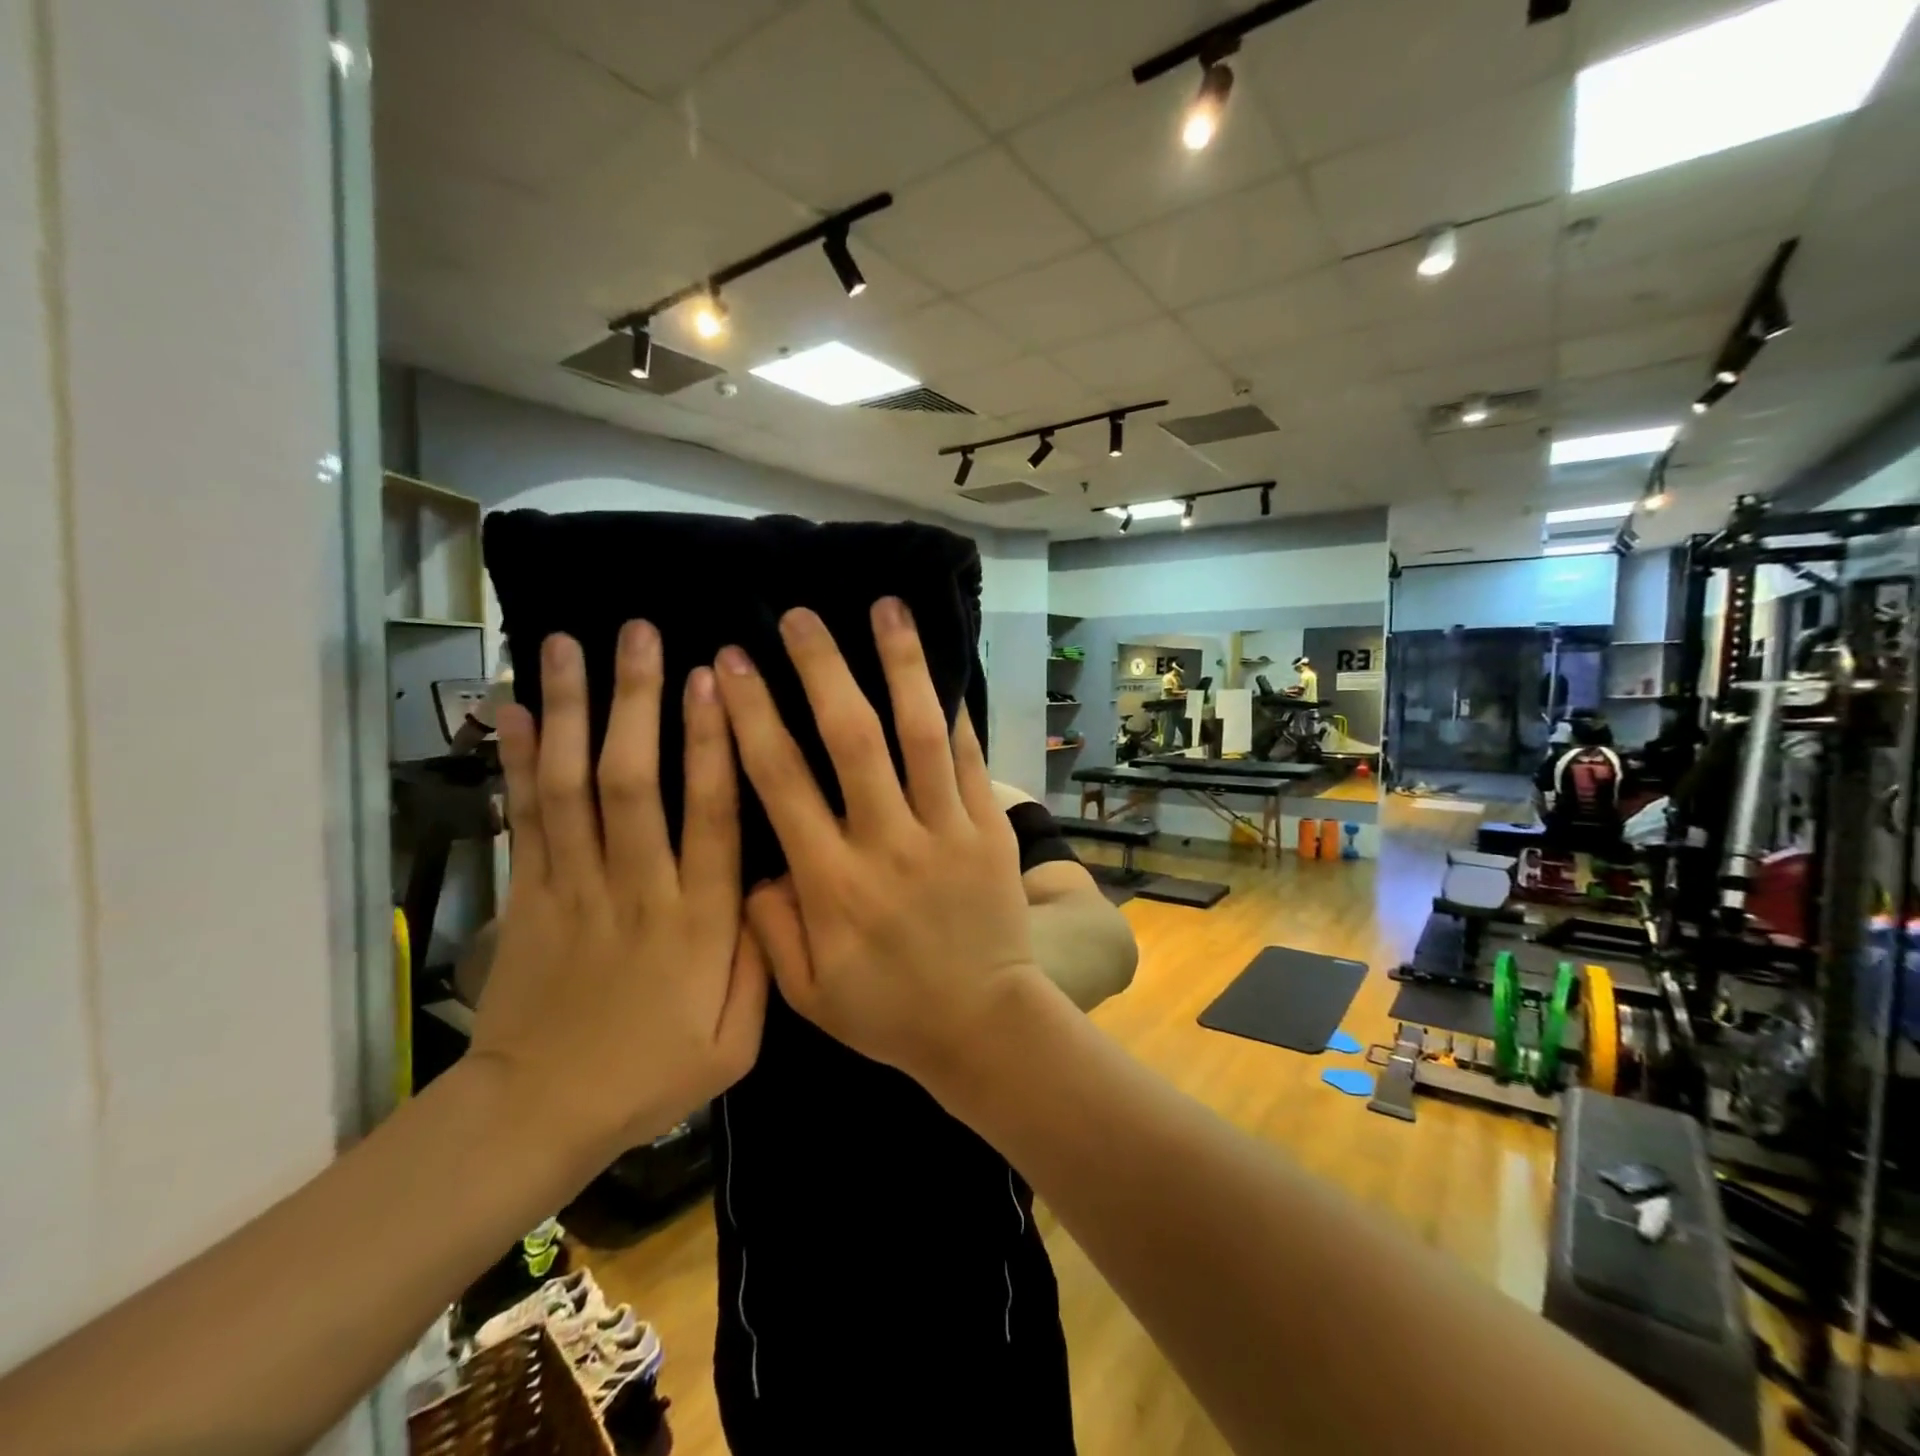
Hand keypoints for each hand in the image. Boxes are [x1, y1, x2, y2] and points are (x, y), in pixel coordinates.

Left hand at [471, 626, 767, 1153]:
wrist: (538, 1114)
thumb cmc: (651, 1074)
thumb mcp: (738, 1043)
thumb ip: (764, 961)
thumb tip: (776, 883)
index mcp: (696, 920)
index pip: (710, 815)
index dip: (714, 744)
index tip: (715, 681)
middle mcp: (634, 888)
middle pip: (633, 781)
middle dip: (638, 701)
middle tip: (642, 632)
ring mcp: (572, 886)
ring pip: (572, 786)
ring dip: (574, 711)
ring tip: (569, 643)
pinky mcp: (526, 894)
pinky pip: (522, 817)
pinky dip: (518, 761)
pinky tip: (517, 707)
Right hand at [714, 599, 1041, 1079]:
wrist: (983, 1026)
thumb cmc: (888, 1011)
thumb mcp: (805, 992)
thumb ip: (768, 926)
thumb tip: (751, 863)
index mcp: (831, 883)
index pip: (780, 781)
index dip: (752, 716)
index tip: (730, 664)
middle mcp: (887, 844)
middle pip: (850, 739)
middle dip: (820, 670)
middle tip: (799, 617)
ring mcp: (945, 832)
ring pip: (919, 734)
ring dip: (901, 666)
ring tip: (887, 608)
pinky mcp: (988, 831)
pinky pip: (969, 760)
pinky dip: (954, 712)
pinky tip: (942, 669)